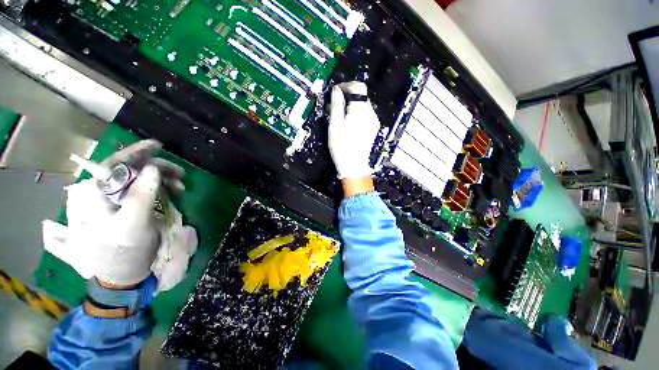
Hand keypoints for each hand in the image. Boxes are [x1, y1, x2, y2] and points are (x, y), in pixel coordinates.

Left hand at [43, 140, 196, 290]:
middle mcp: (104, 194)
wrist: (122, 274)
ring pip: (140, 180)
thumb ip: (140, 196)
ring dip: (162, 180)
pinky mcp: (129, 208)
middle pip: (130, 171)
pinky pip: (146, 191)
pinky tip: (173, 193)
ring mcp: (117, 202)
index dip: (134, 153)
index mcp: (97, 195)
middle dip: (157, 169)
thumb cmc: (122, 252)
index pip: (113, 165)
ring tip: (181, 188)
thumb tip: (152, 168)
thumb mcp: (132, 225)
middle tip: (180, 174)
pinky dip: (162, 189)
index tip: (157, 146)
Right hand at [328, 82, 380, 179]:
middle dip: (348, 97)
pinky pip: (366, 115)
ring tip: (341, 117)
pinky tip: (350, 124)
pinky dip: (357, 115)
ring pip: (363, 105)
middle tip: (336, 106)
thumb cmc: (342, 146)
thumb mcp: (335, 125)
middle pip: (361, 96)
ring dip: (352, 106)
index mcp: (360, 111)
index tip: (337, 92)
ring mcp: (373, 122)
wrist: (353, 165)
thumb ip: (336, 105)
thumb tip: (336, 91)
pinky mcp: (373, 128)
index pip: (358, 87)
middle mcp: (370, 114)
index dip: (347, 86)